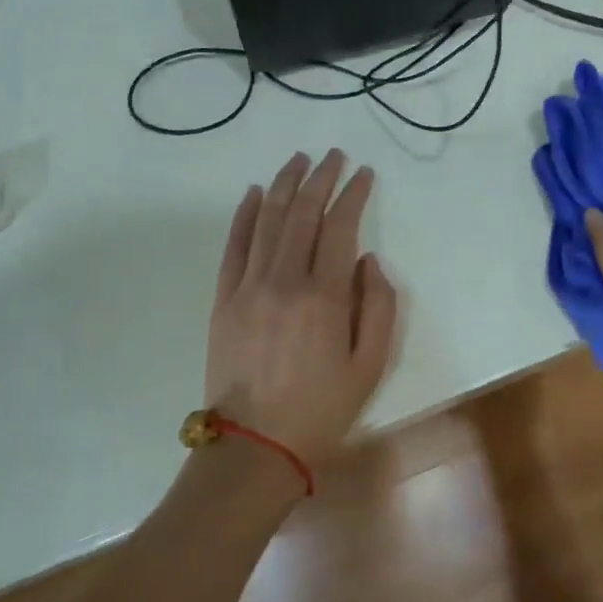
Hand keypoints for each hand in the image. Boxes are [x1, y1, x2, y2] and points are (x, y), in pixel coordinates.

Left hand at [206, 149, 398, 467]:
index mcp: (325, 297)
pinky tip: (255, 193)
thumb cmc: (322, 409)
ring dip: (285, 185)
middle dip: (321, 178)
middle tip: (334, 155)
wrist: (255, 446)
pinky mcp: (223, 299)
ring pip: (267, 220)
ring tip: (298, 160)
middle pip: (303, 214)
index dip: (353, 195)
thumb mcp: (371, 366)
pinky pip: (234, 246)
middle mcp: (285, 280)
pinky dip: (244, 215)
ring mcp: (248, 287)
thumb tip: (368, 261)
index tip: (363, 173)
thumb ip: (379, 307)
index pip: (340, 228)